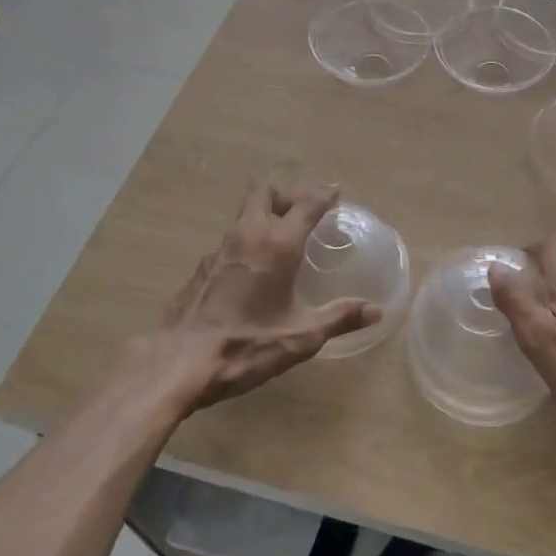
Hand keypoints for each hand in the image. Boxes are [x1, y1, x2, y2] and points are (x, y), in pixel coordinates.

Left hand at [158, 179, 379, 409]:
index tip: (335, 195)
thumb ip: (340, 318)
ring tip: (282, 243)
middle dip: (288, 196)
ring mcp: (220, 248)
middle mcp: (249, 235)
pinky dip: (247, 243)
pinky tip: (252, 273)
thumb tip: (376, 310)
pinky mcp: (202, 267)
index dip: (324, 195)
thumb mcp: (301, 337)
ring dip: (265, 217)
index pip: (307, 204)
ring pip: (246, 214)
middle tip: (303, 215)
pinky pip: (231, 240)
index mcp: (278, 245)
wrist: (178, 363)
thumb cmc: (246, 345)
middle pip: (267, 192)